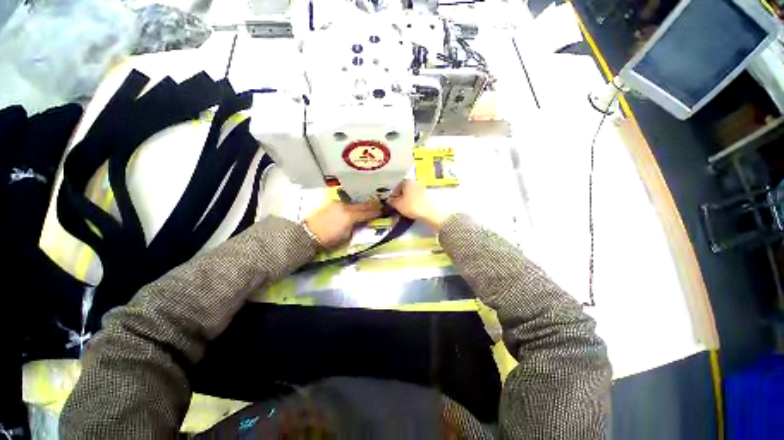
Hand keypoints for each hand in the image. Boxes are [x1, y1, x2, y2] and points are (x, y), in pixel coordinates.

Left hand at [303, 201, 381, 247]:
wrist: (307, 234)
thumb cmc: (328, 240)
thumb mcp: (346, 237)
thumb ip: (356, 227)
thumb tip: (361, 223)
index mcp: (350, 217)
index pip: (367, 213)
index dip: (376, 212)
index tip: (383, 211)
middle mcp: (345, 207)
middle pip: (362, 205)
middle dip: (372, 206)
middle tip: (379, 206)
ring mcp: (338, 204)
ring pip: (354, 203)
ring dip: (362, 204)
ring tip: (368, 206)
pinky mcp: (332, 204)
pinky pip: (347, 203)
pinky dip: (353, 205)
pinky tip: (355, 207)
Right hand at [387, 179, 451, 230]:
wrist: (434, 210)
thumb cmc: (413, 205)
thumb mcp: (398, 205)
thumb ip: (392, 201)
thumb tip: (389, 200)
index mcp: (406, 180)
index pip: (396, 185)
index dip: (392, 193)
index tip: (391, 201)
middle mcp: (415, 181)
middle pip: (405, 188)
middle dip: (401, 195)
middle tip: (398, 205)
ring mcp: (424, 187)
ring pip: (412, 193)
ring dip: (409, 199)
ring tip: (406, 208)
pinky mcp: (430, 195)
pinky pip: (419, 197)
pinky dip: (415, 201)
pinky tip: (414, 208)